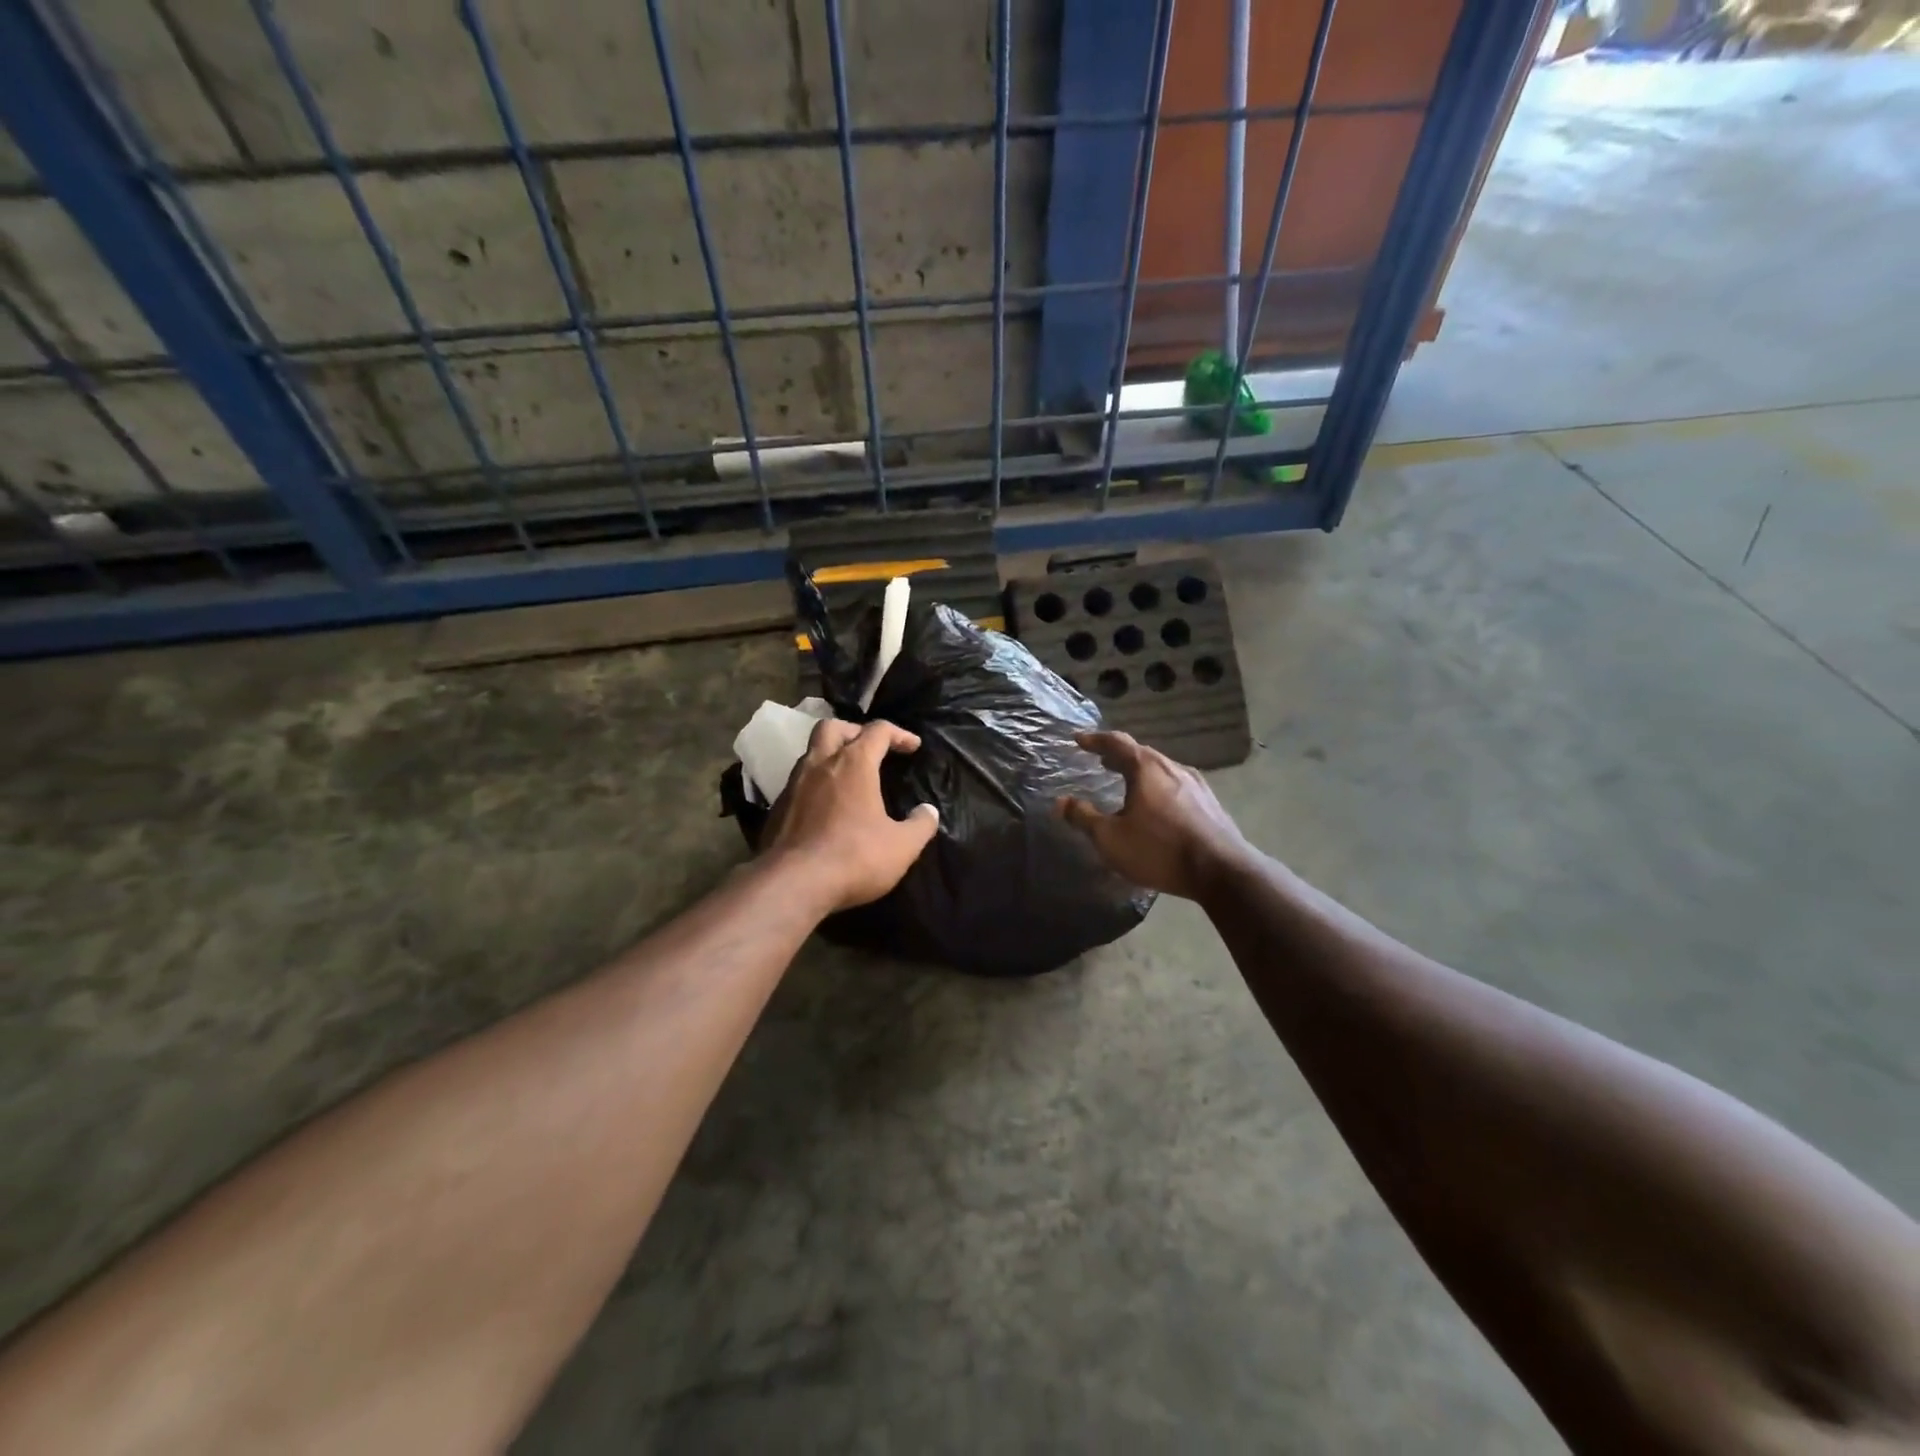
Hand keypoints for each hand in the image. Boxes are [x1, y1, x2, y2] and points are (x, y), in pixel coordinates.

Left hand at [762, 718, 939, 912]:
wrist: (792, 884)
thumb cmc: (854, 857)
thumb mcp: (902, 846)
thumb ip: (921, 825)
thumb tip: (928, 811)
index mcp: (853, 764)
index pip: (878, 731)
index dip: (899, 734)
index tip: (913, 746)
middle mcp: (819, 765)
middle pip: (832, 728)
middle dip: (854, 731)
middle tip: (871, 749)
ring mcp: (793, 785)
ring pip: (811, 754)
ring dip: (831, 757)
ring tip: (849, 779)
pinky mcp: (776, 808)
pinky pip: (798, 783)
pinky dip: (815, 785)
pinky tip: (826, 808)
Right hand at [1057, 731, 1251, 899]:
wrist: (1223, 871)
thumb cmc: (1159, 850)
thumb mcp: (1111, 838)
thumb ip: (1084, 817)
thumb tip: (1061, 802)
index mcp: (1147, 768)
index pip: (1116, 742)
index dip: (1095, 740)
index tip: (1079, 739)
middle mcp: (1173, 767)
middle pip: (1142, 754)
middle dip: (1119, 756)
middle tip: (1102, 761)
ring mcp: (1197, 785)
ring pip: (1162, 770)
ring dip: (1141, 773)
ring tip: (1127, 784)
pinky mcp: (1211, 804)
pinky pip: (1177, 787)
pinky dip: (1159, 788)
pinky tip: (1158, 807)